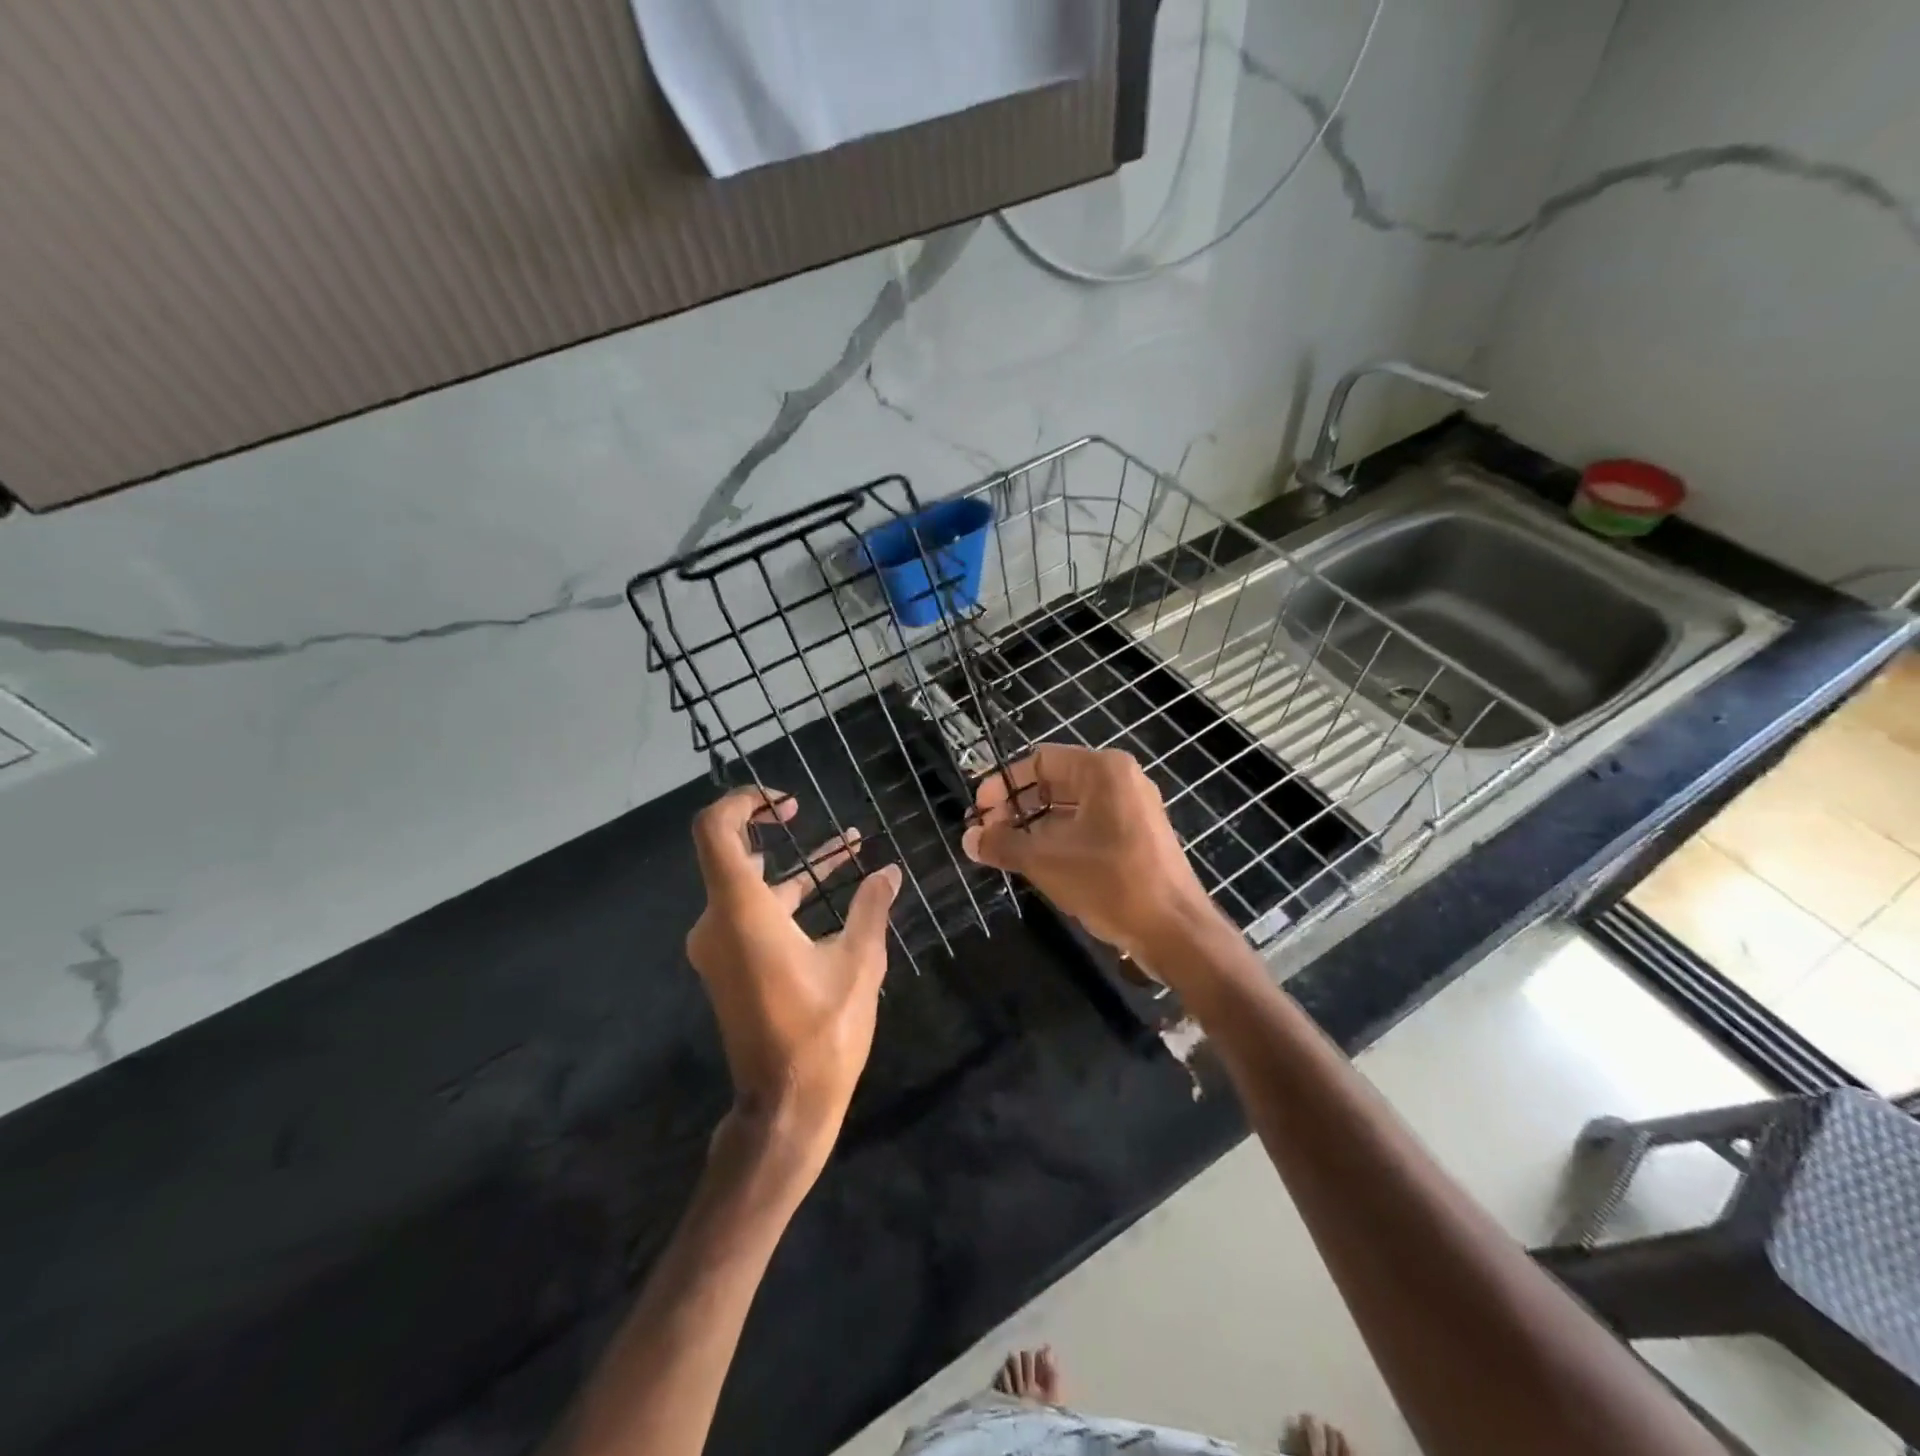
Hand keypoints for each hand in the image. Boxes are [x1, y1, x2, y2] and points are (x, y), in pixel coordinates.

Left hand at [686, 788, 899, 1180]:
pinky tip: (836, 889)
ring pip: (751, 886)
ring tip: (849, 843)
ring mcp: (720, 946)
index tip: (786, 802)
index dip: (743, 802)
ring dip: (794, 864)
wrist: (784, 1107)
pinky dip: (788, 897)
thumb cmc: (822, 1032)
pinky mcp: (731, 965)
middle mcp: (718, 922)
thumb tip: (889, 870)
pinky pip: (755, 914)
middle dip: (770, 828)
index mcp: (742, 913)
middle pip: (731, 854)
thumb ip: (870, 908)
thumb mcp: (858, 963)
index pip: (716, 831)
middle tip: (802, 812)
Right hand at [960, 745, 1217, 963]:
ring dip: (1035, 825)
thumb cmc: (1110, 883)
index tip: (978, 812)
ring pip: (1071, 806)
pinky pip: (1090, 825)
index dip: (1003, 784)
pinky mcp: (1139, 836)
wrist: (1175, 931)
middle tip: (988, 833)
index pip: (1039, 761)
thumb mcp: (1047, 861)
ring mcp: (1133, 808)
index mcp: (1102, 770)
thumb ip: (1003, 844)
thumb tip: (969, 839)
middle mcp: (1121, 780)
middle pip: (1055, 781)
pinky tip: (1038, 862)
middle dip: (1017, 806)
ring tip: (1005, 850)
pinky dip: (1060, 837)